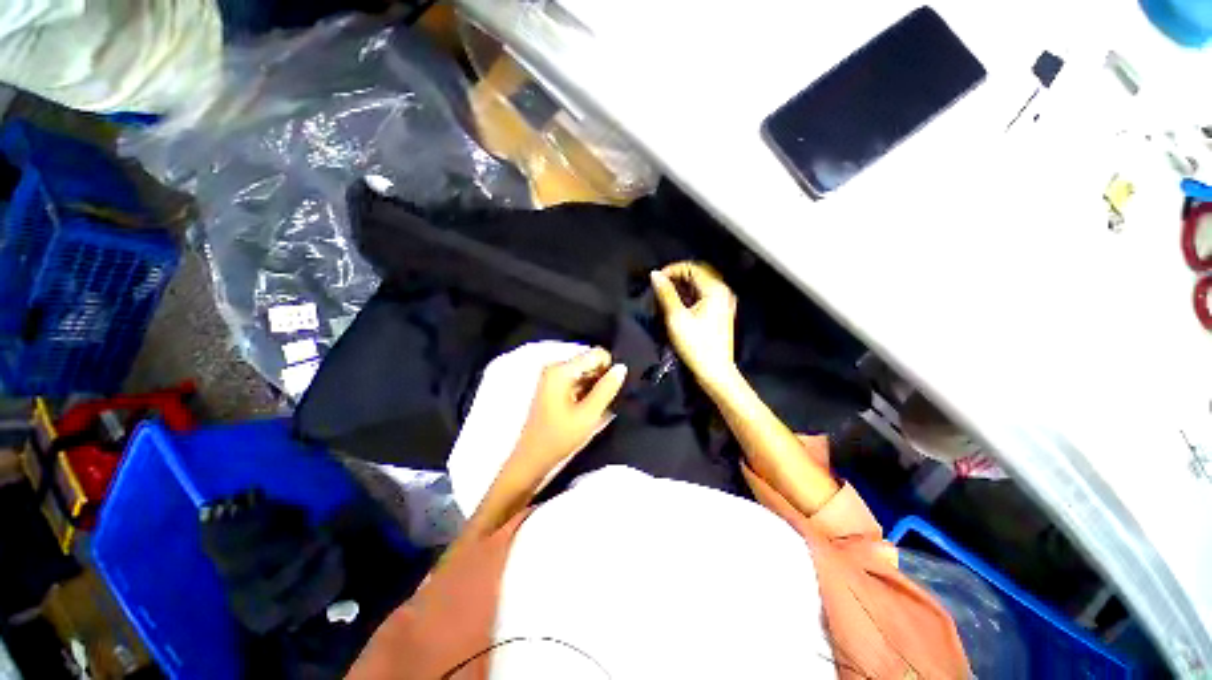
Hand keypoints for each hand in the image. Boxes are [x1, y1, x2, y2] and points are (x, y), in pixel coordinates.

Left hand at [507, 347, 626, 481]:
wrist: (532, 460)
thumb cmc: (559, 438)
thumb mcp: (589, 414)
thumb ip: (607, 389)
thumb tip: (622, 368)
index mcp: (561, 370)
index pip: (597, 354)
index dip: (610, 369)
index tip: (614, 389)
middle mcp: (555, 367)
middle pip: (590, 362)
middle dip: (602, 379)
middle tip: (606, 402)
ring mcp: (552, 377)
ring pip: (585, 373)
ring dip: (595, 388)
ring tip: (597, 408)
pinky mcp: (553, 388)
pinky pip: (577, 382)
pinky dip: (586, 392)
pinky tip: (588, 410)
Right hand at [650, 262, 737, 389]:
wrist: (714, 371)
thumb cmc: (696, 346)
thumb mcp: (676, 318)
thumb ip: (666, 293)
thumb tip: (655, 275)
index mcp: (715, 290)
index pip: (691, 267)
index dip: (672, 270)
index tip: (656, 279)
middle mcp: (722, 292)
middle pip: (697, 274)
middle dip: (676, 277)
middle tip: (659, 287)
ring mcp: (723, 303)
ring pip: (699, 285)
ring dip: (681, 287)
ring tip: (664, 296)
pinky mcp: (719, 313)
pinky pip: (702, 296)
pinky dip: (688, 296)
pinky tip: (676, 305)